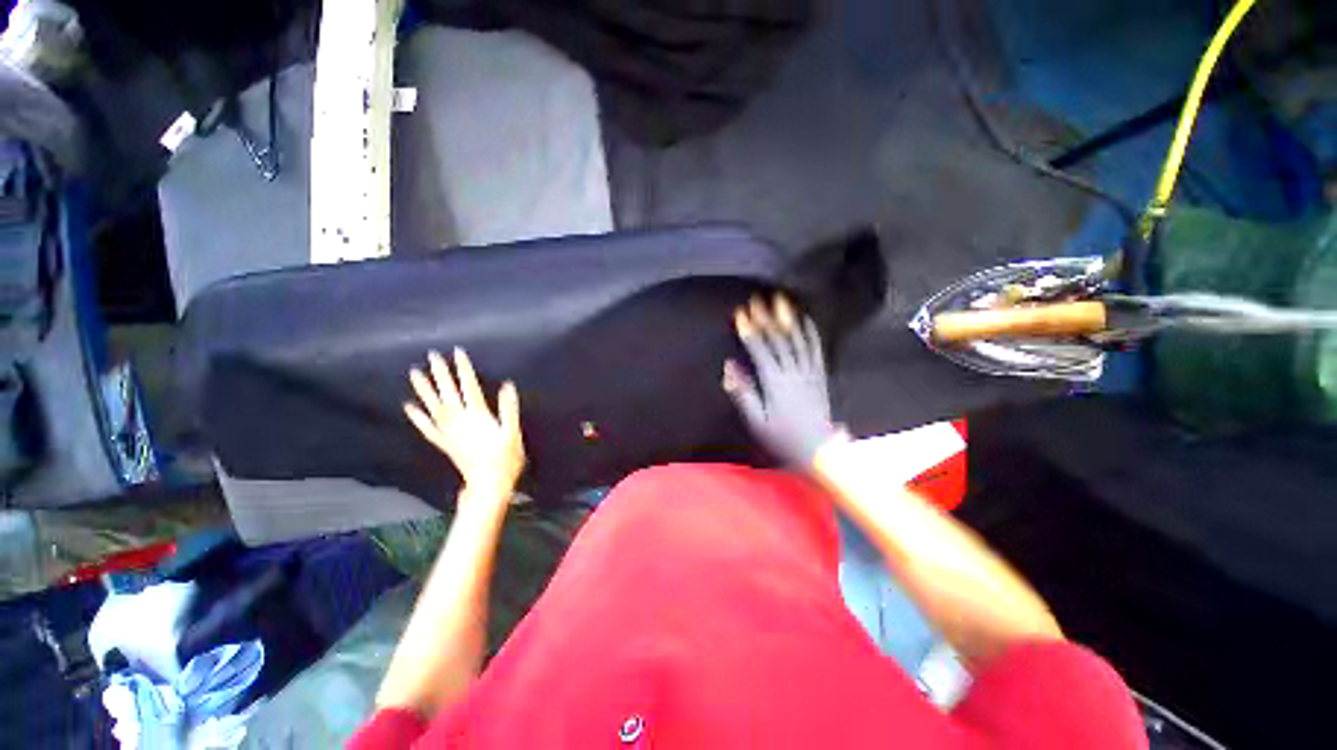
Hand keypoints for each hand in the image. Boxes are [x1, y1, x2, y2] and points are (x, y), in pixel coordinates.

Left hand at [404, 348, 525, 499]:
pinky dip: (417, 417)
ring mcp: (449, 432)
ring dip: (424, 389)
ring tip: (414, 373)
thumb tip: (507, 385)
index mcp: (478, 416)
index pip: (470, 386)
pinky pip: (427, 428)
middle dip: (441, 373)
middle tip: (431, 355)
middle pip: (448, 392)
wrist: (488, 484)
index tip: (457, 352)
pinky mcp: (444, 443)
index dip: (463, 369)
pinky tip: (409, 406)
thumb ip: (509, 409)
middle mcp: (460, 421)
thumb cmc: (505, 459)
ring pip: (433, 406)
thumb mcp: (512, 433)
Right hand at [723, 294, 841, 464]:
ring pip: (798, 340)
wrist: (818, 449)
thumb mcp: (756, 421)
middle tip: (758, 299)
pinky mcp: (820, 375)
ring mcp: (809, 372)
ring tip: (781, 301)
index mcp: (775, 383)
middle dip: (767, 318)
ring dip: (789, 319)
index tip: (740, 313)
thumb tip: (729, 367)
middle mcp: (793, 372)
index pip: (760, 351)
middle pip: (779, 340)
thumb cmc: (782, 437)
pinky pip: (816, 349)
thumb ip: (742, 392)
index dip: (750, 331)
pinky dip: (810, 333)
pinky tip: (805, 320)